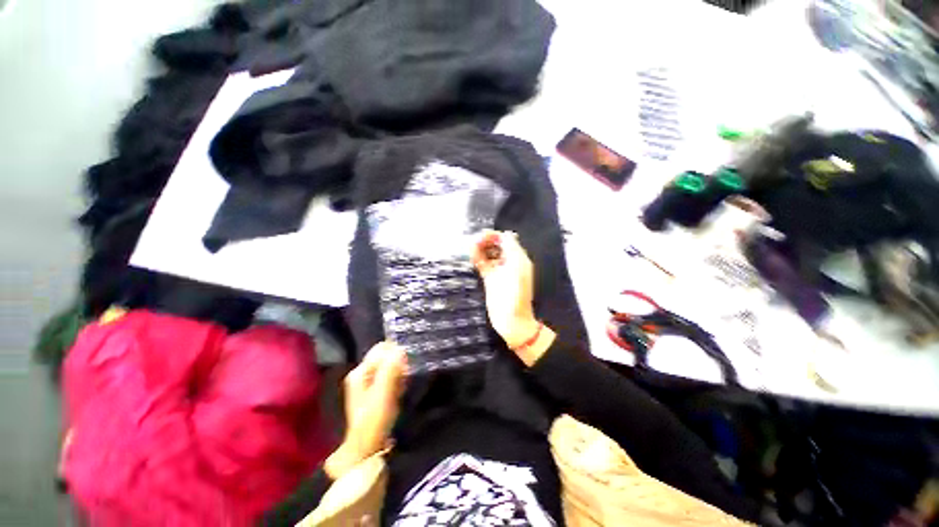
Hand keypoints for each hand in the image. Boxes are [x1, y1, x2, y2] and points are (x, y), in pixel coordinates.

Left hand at [325, 342, 406, 478]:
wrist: (367, 450)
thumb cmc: (374, 420)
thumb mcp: (383, 393)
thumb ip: (390, 369)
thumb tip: (401, 348)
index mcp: (360, 371)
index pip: (382, 348)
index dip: (396, 352)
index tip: (407, 364)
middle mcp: (363, 374)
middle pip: (386, 356)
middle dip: (399, 362)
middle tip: (406, 375)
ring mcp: (369, 383)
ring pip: (390, 366)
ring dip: (400, 371)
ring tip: (404, 383)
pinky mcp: (377, 392)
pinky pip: (391, 377)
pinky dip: (399, 380)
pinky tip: (402, 390)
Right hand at [471, 230, 539, 348]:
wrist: (511, 319)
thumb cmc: (516, 294)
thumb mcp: (517, 269)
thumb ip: (512, 250)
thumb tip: (506, 234)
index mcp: (518, 258)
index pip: (506, 240)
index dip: (494, 236)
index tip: (481, 235)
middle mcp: (509, 262)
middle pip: (496, 245)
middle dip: (485, 241)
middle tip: (473, 241)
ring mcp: (499, 271)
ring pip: (488, 254)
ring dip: (480, 248)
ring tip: (470, 246)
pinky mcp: (490, 279)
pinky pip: (483, 264)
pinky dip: (477, 259)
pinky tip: (470, 255)